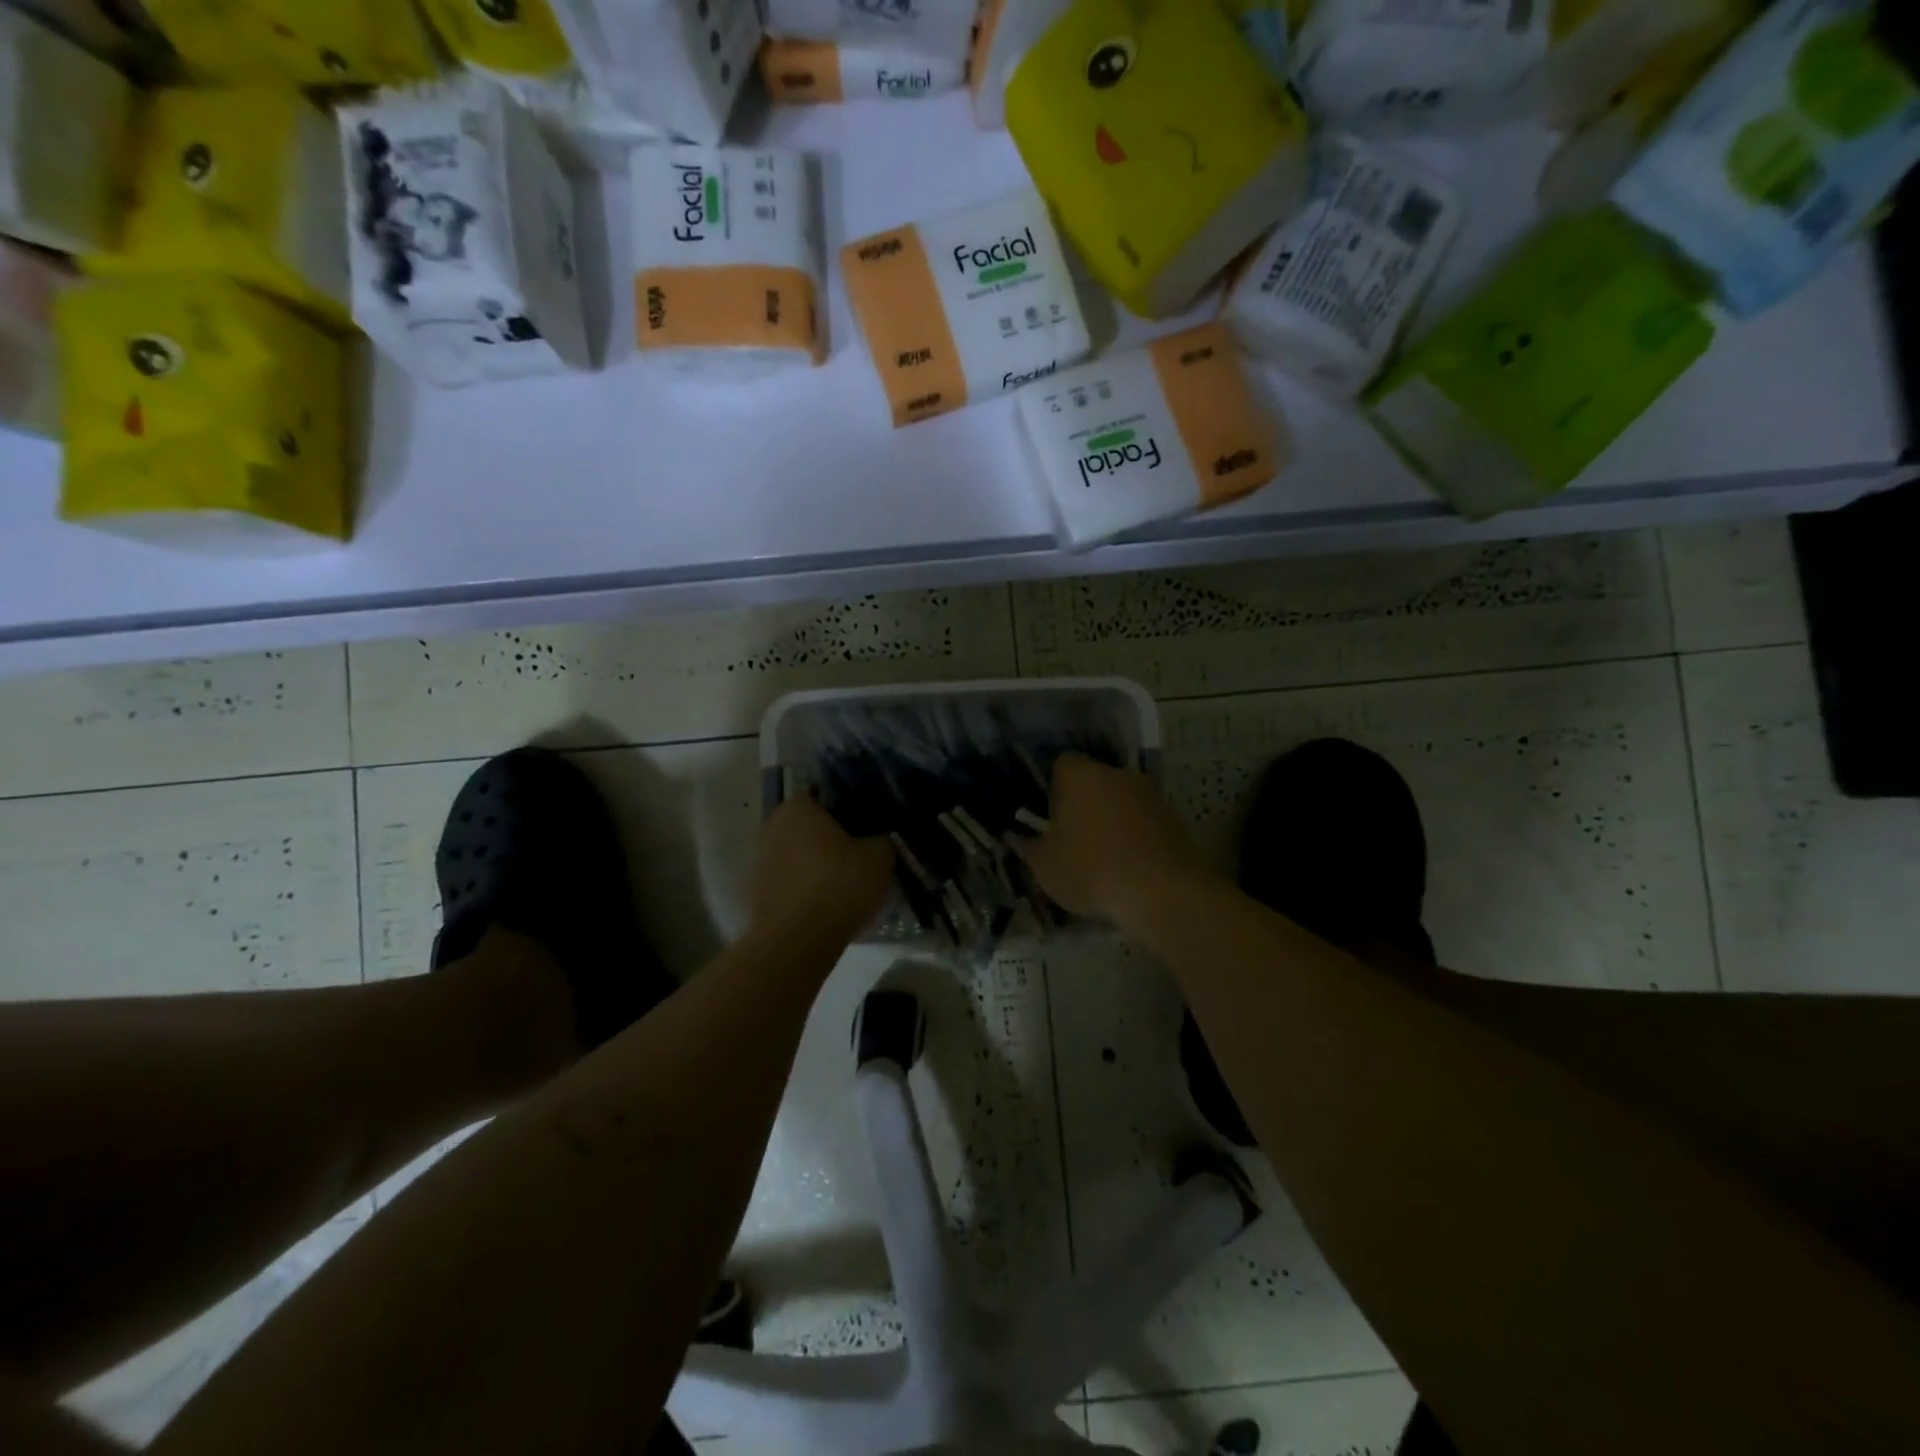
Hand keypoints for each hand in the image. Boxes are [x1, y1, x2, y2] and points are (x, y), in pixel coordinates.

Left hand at [752, 796, 894, 937]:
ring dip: (817, 869)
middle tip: (860, 862)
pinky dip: (805, 893)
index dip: (850, 815)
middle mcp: (771, 827)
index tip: (868, 833)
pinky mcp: (755, 896)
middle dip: (832, 843)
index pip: (827, 799)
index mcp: (797, 808)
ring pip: (798, 859)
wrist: (798, 942)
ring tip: (846, 890)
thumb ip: (881, 839)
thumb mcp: (879, 857)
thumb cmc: (839, 885)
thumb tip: (877, 840)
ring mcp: (758, 863)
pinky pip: (789, 886)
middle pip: (810, 830)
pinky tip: (827, 910)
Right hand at [1013, 754, 1210, 925]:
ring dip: (1112, 821)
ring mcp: (1150, 794)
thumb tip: (1014, 837)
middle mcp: (1117, 774)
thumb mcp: (1045, 866)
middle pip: (1094, 781)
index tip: (1051, 818)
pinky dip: (1136, 836)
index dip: (1054, 789)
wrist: (1161, 892)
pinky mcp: (1174, 818)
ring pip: (1121, 801)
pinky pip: (1145, 821)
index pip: (1061, 764)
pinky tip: (1130, 867)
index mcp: (1080, 775)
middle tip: (1074, 839)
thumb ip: (1027, 847)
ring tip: (1104, 858)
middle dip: (1084, 805)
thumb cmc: (1091, 870)